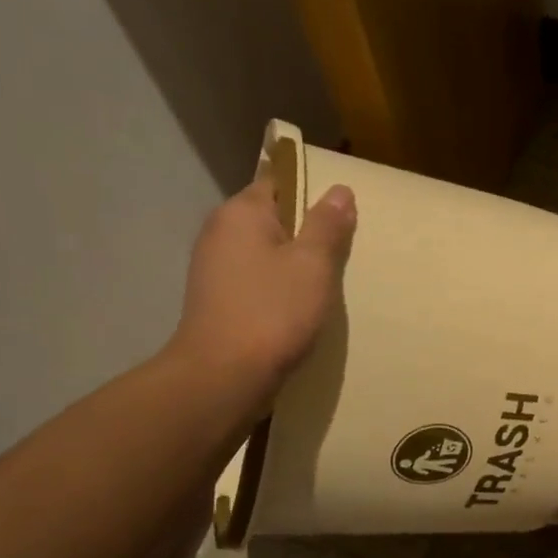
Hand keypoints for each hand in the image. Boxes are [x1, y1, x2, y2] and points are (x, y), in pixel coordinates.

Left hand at [166, 174, 356, 398]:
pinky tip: (301, 309)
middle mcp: (221, 232)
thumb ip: (327, 225)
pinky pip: (257, 281)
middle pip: (273, 218)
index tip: (341, 214)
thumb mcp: (312, 265)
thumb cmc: (273, 312)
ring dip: (295, 264)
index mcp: (241, 213)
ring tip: (327, 284)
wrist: (224, 376)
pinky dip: (280, 288)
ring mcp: (215, 269)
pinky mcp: (219, 301)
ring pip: (266, 252)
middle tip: (343, 252)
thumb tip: (339, 190)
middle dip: (306, 232)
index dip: (311, 192)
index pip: (279, 181)